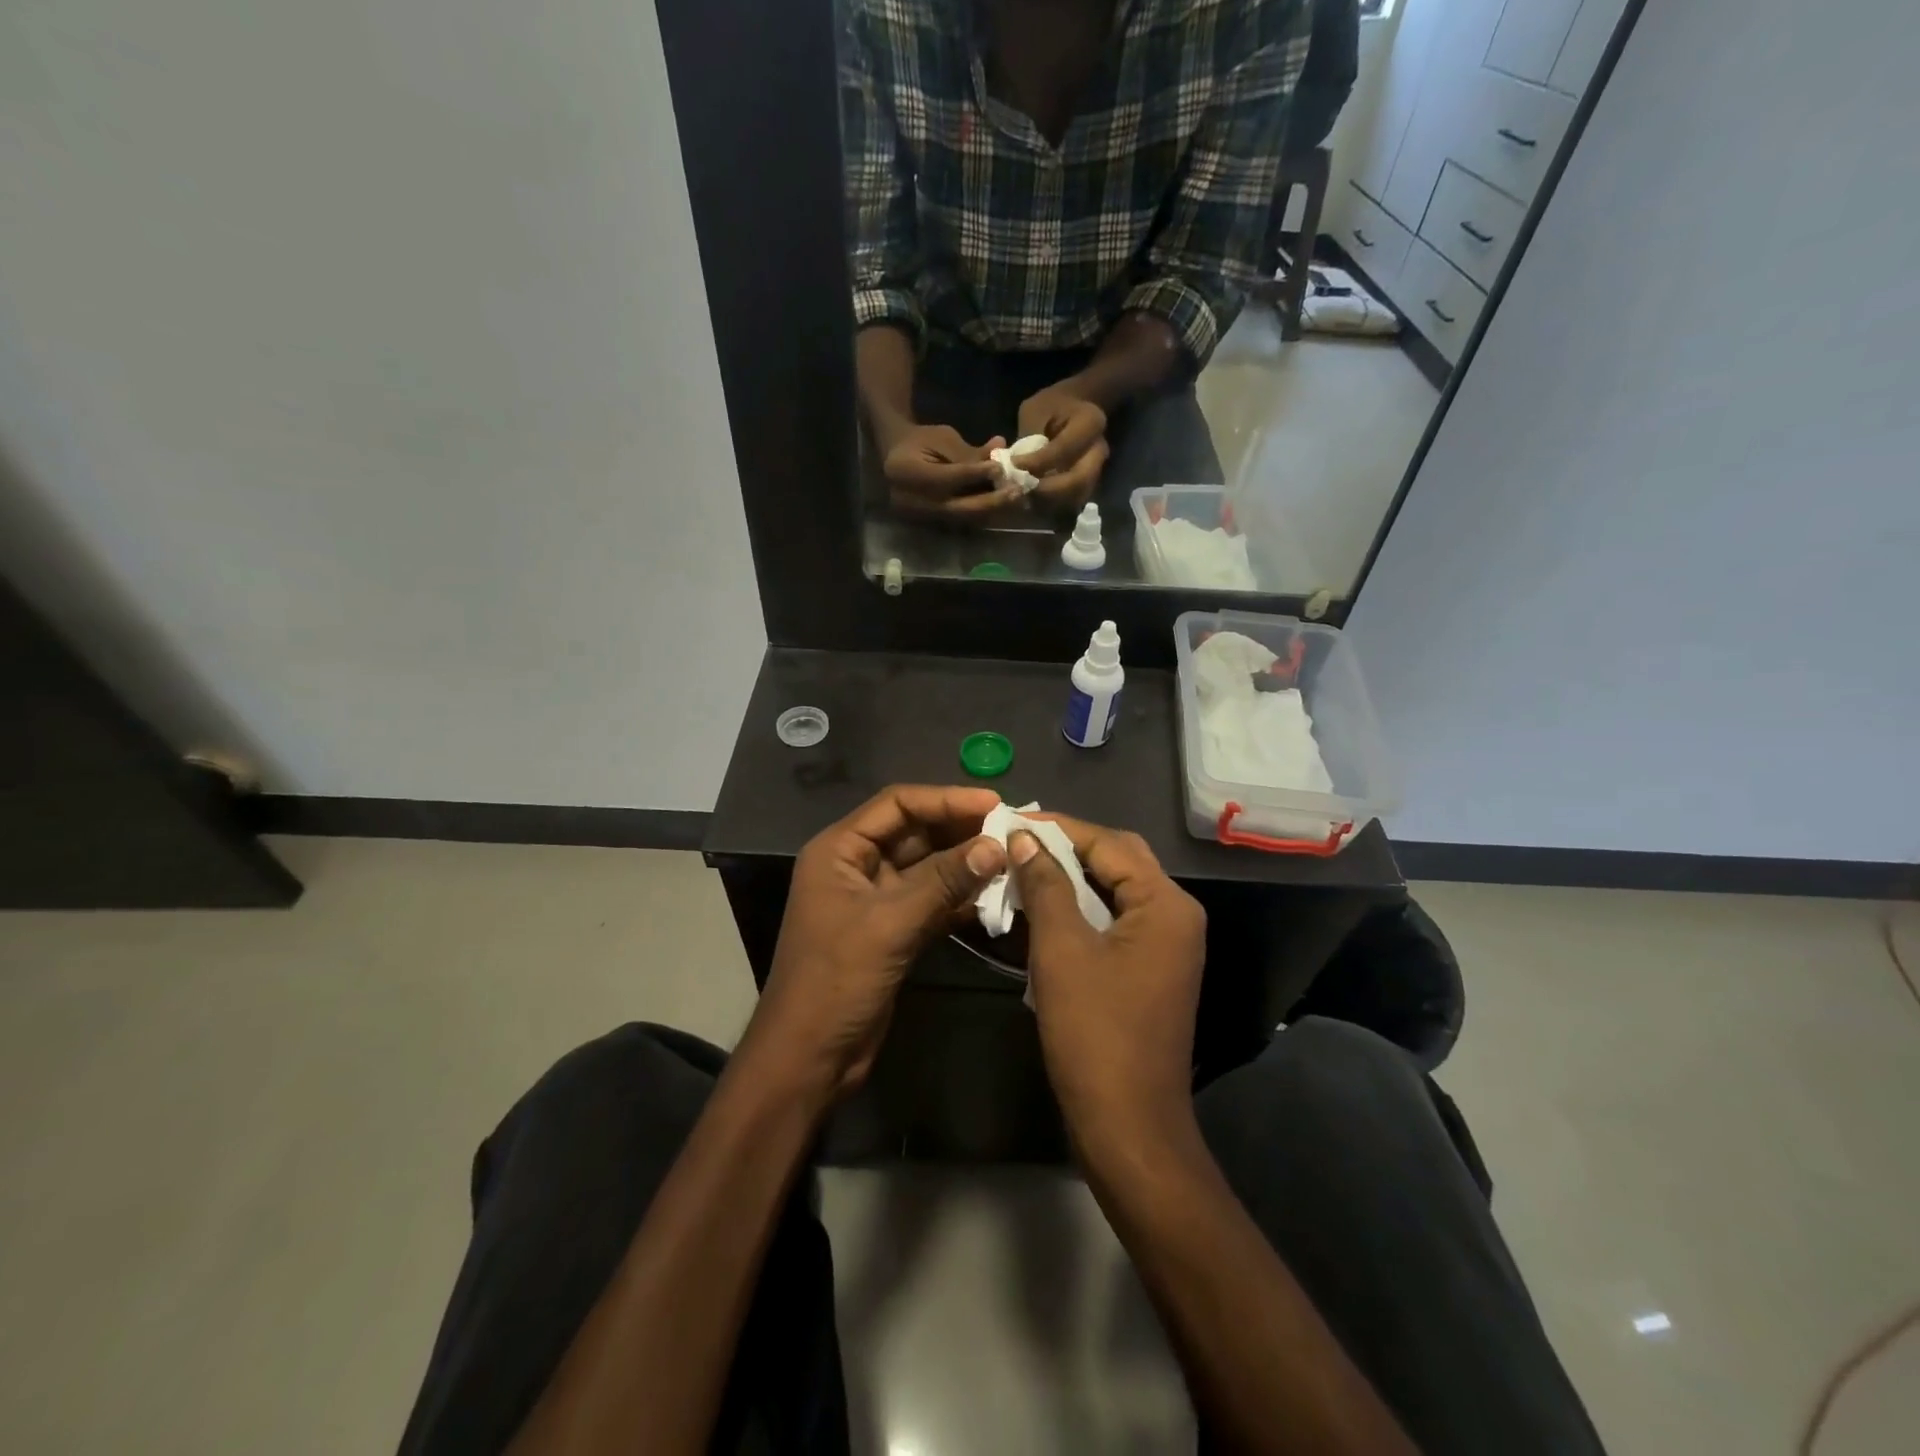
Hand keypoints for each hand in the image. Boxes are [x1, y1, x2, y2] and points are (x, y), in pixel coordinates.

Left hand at [746, 785, 1006, 1100]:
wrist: (809, 1058)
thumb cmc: (836, 981)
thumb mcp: (890, 924)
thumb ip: (944, 881)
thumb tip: (996, 845)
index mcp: (840, 850)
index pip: (897, 804)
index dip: (946, 799)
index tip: (994, 803)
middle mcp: (857, 866)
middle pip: (915, 832)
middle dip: (961, 830)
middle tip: (1011, 829)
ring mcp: (876, 899)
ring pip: (928, 868)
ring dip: (966, 864)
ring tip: (1013, 858)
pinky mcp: (893, 930)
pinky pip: (932, 900)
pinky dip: (961, 898)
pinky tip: (997, 896)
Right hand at [881, 423, 1024, 520]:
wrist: (896, 456)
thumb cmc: (920, 440)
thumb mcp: (943, 438)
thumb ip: (969, 451)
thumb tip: (1001, 449)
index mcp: (906, 472)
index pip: (948, 478)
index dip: (976, 474)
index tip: (1001, 468)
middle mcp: (911, 501)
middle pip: (958, 507)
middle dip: (990, 501)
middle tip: (1016, 492)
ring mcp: (919, 517)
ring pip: (962, 518)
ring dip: (990, 511)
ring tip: (1014, 500)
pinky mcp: (929, 524)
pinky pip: (960, 521)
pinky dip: (981, 514)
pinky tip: (1000, 505)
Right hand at [1009, 817, 1205, 1141]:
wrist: (1127, 1124)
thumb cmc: (1094, 1032)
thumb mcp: (1062, 950)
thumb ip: (1046, 885)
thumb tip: (1026, 838)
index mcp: (1165, 904)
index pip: (1109, 843)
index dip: (1058, 828)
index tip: (1012, 819)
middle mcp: (1175, 915)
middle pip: (1118, 860)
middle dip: (1067, 848)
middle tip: (1017, 841)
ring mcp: (1166, 945)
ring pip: (1114, 891)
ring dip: (1070, 879)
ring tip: (1022, 868)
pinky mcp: (1150, 969)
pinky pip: (1114, 921)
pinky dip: (1079, 910)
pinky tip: (1041, 909)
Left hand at [1016, 383, 1109, 512]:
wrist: (1076, 408)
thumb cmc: (1052, 405)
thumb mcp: (1035, 411)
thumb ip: (1028, 437)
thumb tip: (1014, 468)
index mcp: (1090, 423)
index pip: (1062, 450)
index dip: (1036, 463)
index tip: (1012, 466)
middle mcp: (1099, 450)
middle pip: (1078, 481)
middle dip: (1046, 490)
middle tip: (1020, 489)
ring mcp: (1097, 470)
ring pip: (1076, 496)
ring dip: (1049, 502)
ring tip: (1024, 496)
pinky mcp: (1088, 484)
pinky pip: (1072, 501)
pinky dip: (1053, 505)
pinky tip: (1032, 499)